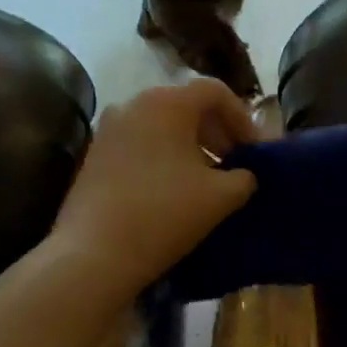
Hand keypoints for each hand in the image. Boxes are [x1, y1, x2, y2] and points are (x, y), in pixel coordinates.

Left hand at [50, 79, 259, 297]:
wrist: (92, 255)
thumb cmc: (164, 214)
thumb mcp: (220, 197)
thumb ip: (243, 177)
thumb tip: (245, 174)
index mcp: (168, 101)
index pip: (215, 91)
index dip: (241, 117)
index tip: (253, 149)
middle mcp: (136, 102)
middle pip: (187, 104)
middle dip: (216, 131)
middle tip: (234, 163)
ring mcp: (110, 126)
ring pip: (162, 123)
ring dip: (190, 144)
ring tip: (206, 178)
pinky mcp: (95, 152)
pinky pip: (140, 140)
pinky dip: (163, 154)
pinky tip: (172, 187)